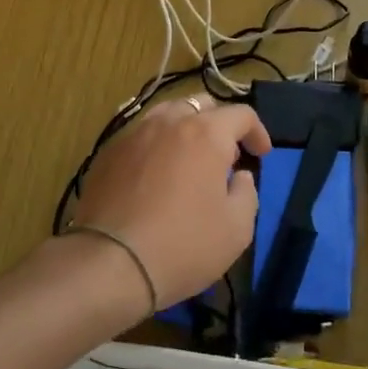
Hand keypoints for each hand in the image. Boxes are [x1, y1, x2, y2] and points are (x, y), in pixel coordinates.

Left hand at [70, 94, 271, 307]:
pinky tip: (154, 175)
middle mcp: (168, 122)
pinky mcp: (107, 153)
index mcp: (206, 133)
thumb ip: (246, 193)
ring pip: (166, 115)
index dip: (257, 132)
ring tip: (188, 159)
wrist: (110, 263)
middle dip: (219, 125)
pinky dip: (155, 145)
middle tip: (224, 157)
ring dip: (184, 129)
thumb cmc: (183, 245)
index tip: (261, 155)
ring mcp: (133, 134)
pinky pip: (139, 136)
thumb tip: (239, 176)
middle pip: (201, 105)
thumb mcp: (237, 229)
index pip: (241, 115)